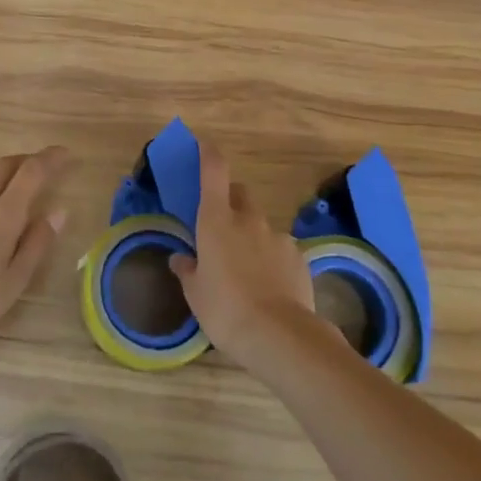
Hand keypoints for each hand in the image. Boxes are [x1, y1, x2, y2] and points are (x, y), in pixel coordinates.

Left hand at [0, 146, 72, 365]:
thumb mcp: (14, 283)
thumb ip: (36, 244)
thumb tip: (58, 211)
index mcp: (1, 217)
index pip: (31, 173)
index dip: (50, 158)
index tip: (66, 154)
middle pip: (2, 166)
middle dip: (25, 160)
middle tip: (41, 167)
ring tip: (7, 187)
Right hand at [169, 141, 318, 372]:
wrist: (280, 336)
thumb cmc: (225, 309)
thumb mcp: (195, 294)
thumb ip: (188, 270)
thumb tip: (181, 259)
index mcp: (216, 221)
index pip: (214, 172)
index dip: (209, 155)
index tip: (205, 145)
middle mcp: (248, 220)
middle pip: (240, 194)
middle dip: (231, 200)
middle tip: (221, 225)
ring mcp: (277, 236)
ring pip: (261, 225)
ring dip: (252, 236)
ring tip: (247, 268)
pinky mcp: (299, 257)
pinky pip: (280, 248)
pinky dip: (272, 258)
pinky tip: (269, 286)